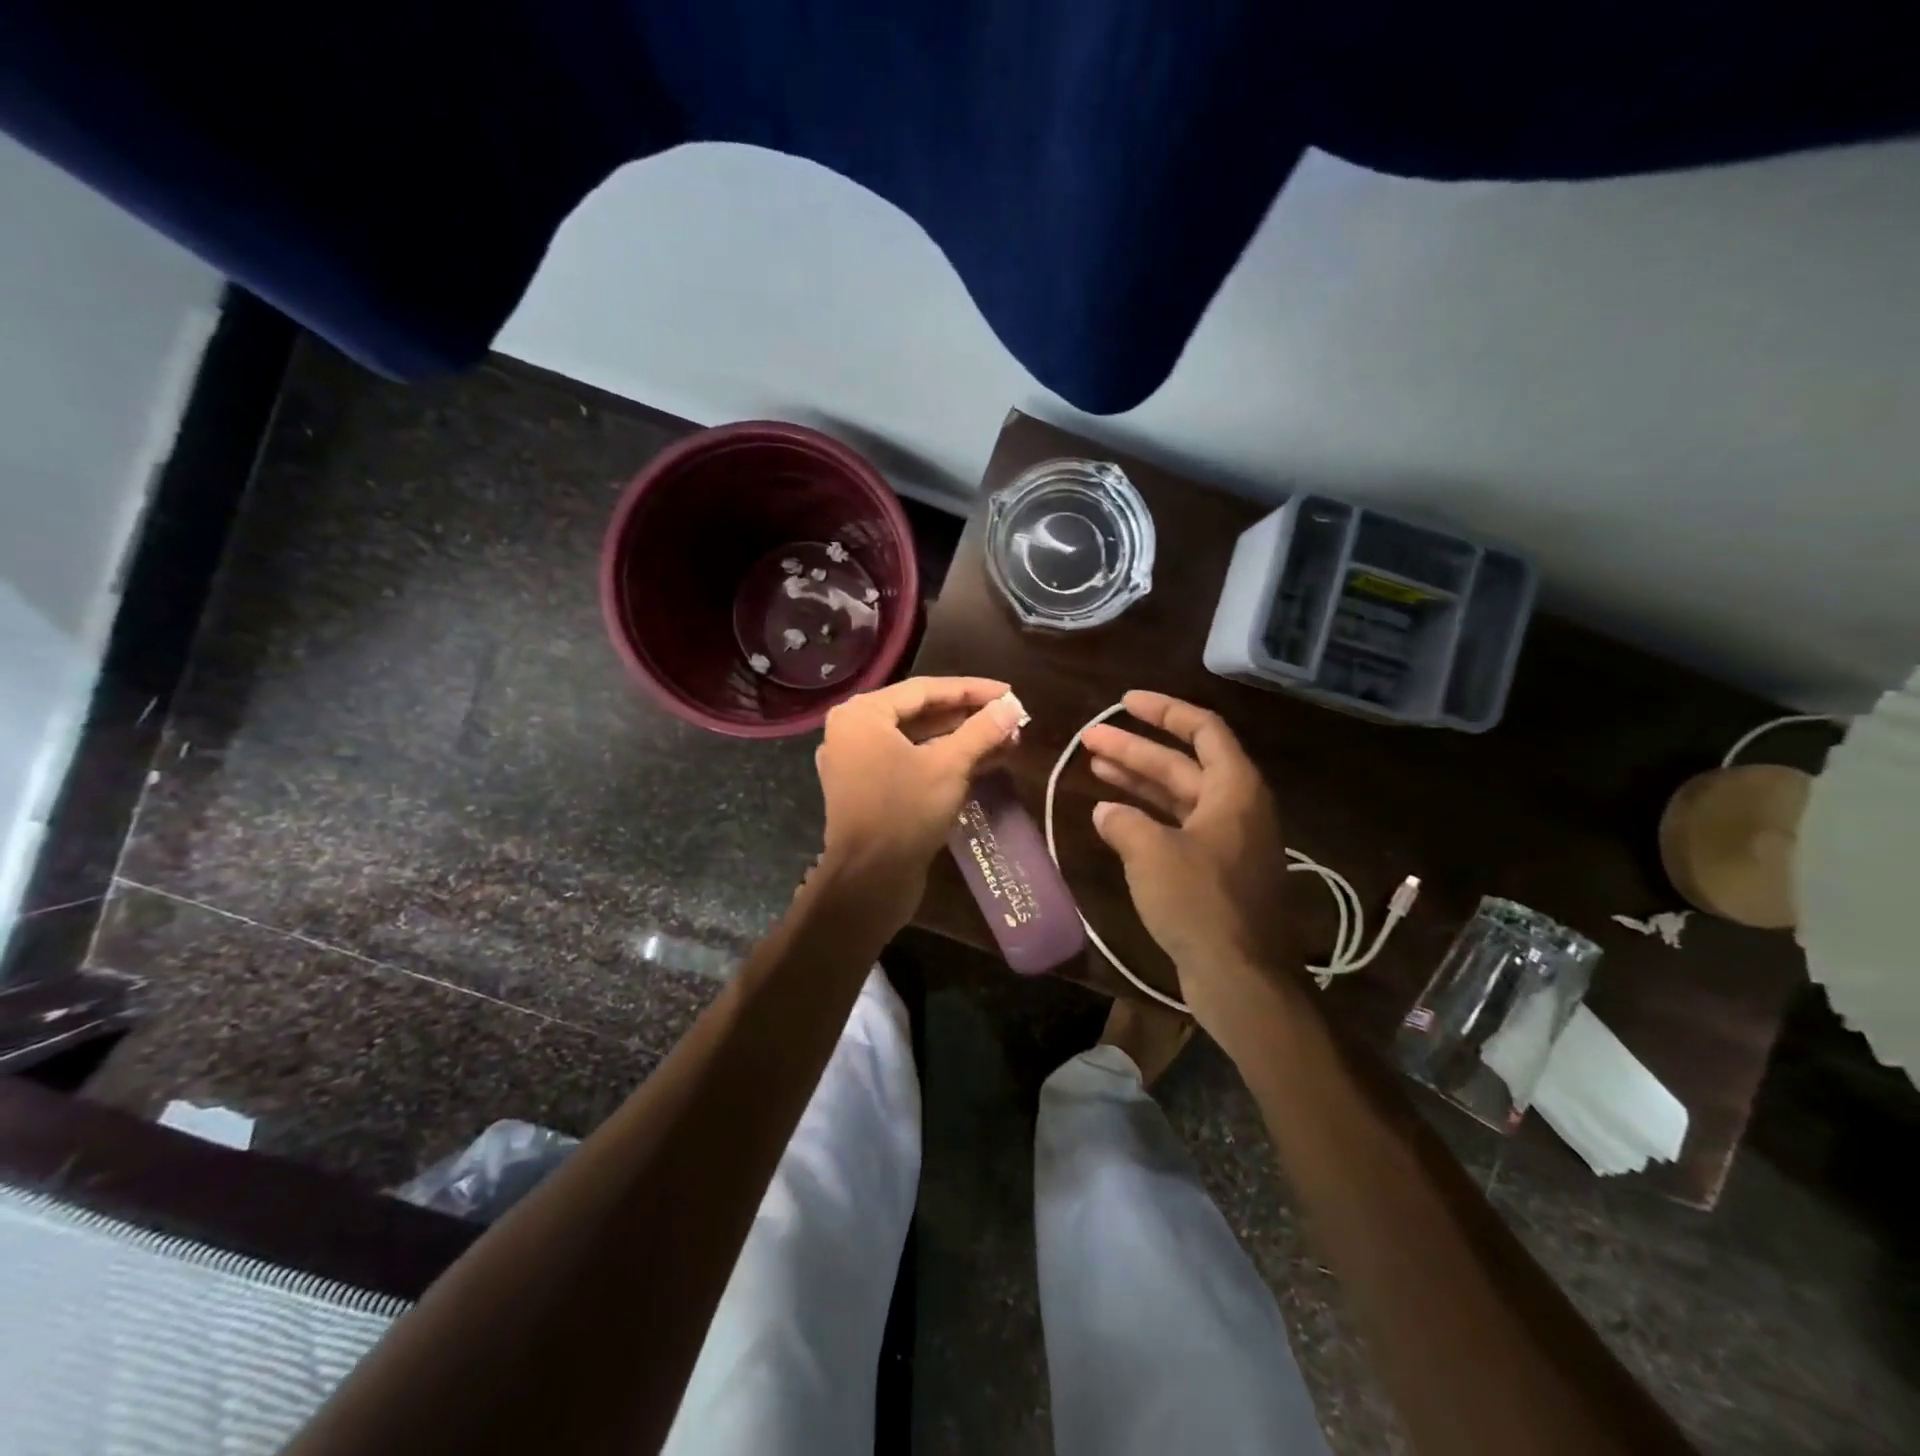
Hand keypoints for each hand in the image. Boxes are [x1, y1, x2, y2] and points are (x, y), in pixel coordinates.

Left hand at [813, 676, 1026, 929]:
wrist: (869, 881)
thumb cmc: (905, 812)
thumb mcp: (949, 766)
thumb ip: (981, 731)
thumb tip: (1011, 707)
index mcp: (863, 714)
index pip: (926, 689)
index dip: (973, 690)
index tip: (1010, 693)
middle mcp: (855, 732)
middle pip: (922, 713)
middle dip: (970, 717)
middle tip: (1011, 719)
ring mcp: (860, 763)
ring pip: (919, 741)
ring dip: (962, 741)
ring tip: (1007, 741)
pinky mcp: (871, 790)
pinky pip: (911, 763)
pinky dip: (944, 761)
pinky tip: (984, 763)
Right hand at [1082, 691, 1292, 1025]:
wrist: (1241, 977)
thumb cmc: (1200, 902)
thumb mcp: (1152, 853)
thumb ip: (1124, 823)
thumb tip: (1106, 812)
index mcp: (1234, 789)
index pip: (1203, 729)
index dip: (1165, 711)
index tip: (1126, 701)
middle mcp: (1235, 807)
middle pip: (1182, 763)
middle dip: (1136, 748)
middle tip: (1090, 738)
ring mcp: (1226, 840)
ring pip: (1177, 796)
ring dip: (1137, 779)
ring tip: (1094, 764)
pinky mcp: (1215, 871)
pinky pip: (1177, 827)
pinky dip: (1147, 817)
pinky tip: (1112, 816)